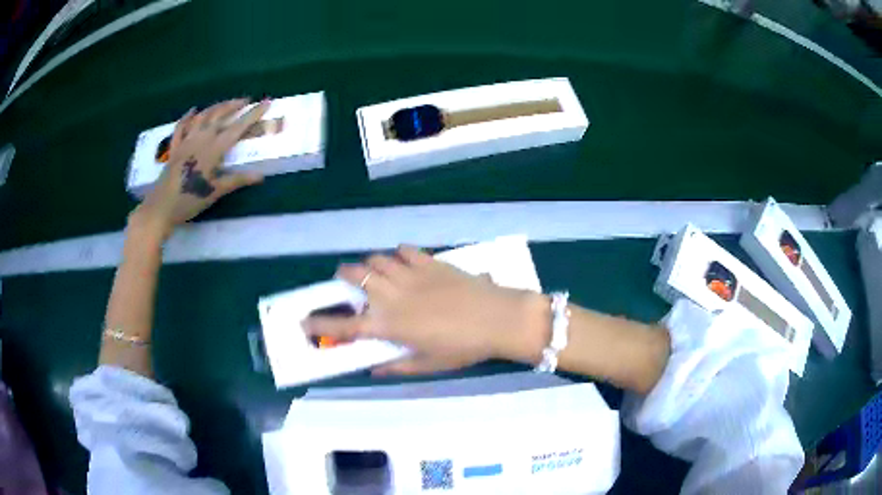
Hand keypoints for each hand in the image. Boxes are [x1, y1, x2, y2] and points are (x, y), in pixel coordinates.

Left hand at [130, 99, 269, 239]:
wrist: (160, 208)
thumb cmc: (189, 201)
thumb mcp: (215, 192)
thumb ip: (237, 180)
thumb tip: (261, 176)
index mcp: (213, 149)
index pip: (236, 128)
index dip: (252, 115)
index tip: (266, 102)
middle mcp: (200, 139)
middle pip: (219, 116)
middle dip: (234, 105)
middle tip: (246, 101)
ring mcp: (186, 141)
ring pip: (202, 117)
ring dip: (216, 107)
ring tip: (226, 103)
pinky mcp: (175, 148)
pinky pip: (181, 127)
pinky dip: (187, 117)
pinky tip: (193, 110)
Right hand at [304, 246, 549, 374]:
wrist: (498, 318)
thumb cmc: (463, 347)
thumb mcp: (429, 364)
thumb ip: (397, 366)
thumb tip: (374, 369)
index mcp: (390, 325)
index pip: (346, 325)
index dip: (321, 324)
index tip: (304, 322)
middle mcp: (393, 296)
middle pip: (355, 276)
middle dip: (344, 276)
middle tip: (347, 281)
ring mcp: (410, 275)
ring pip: (377, 260)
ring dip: (370, 265)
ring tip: (377, 273)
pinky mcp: (430, 262)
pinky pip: (404, 251)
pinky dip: (397, 255)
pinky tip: (404, 262)